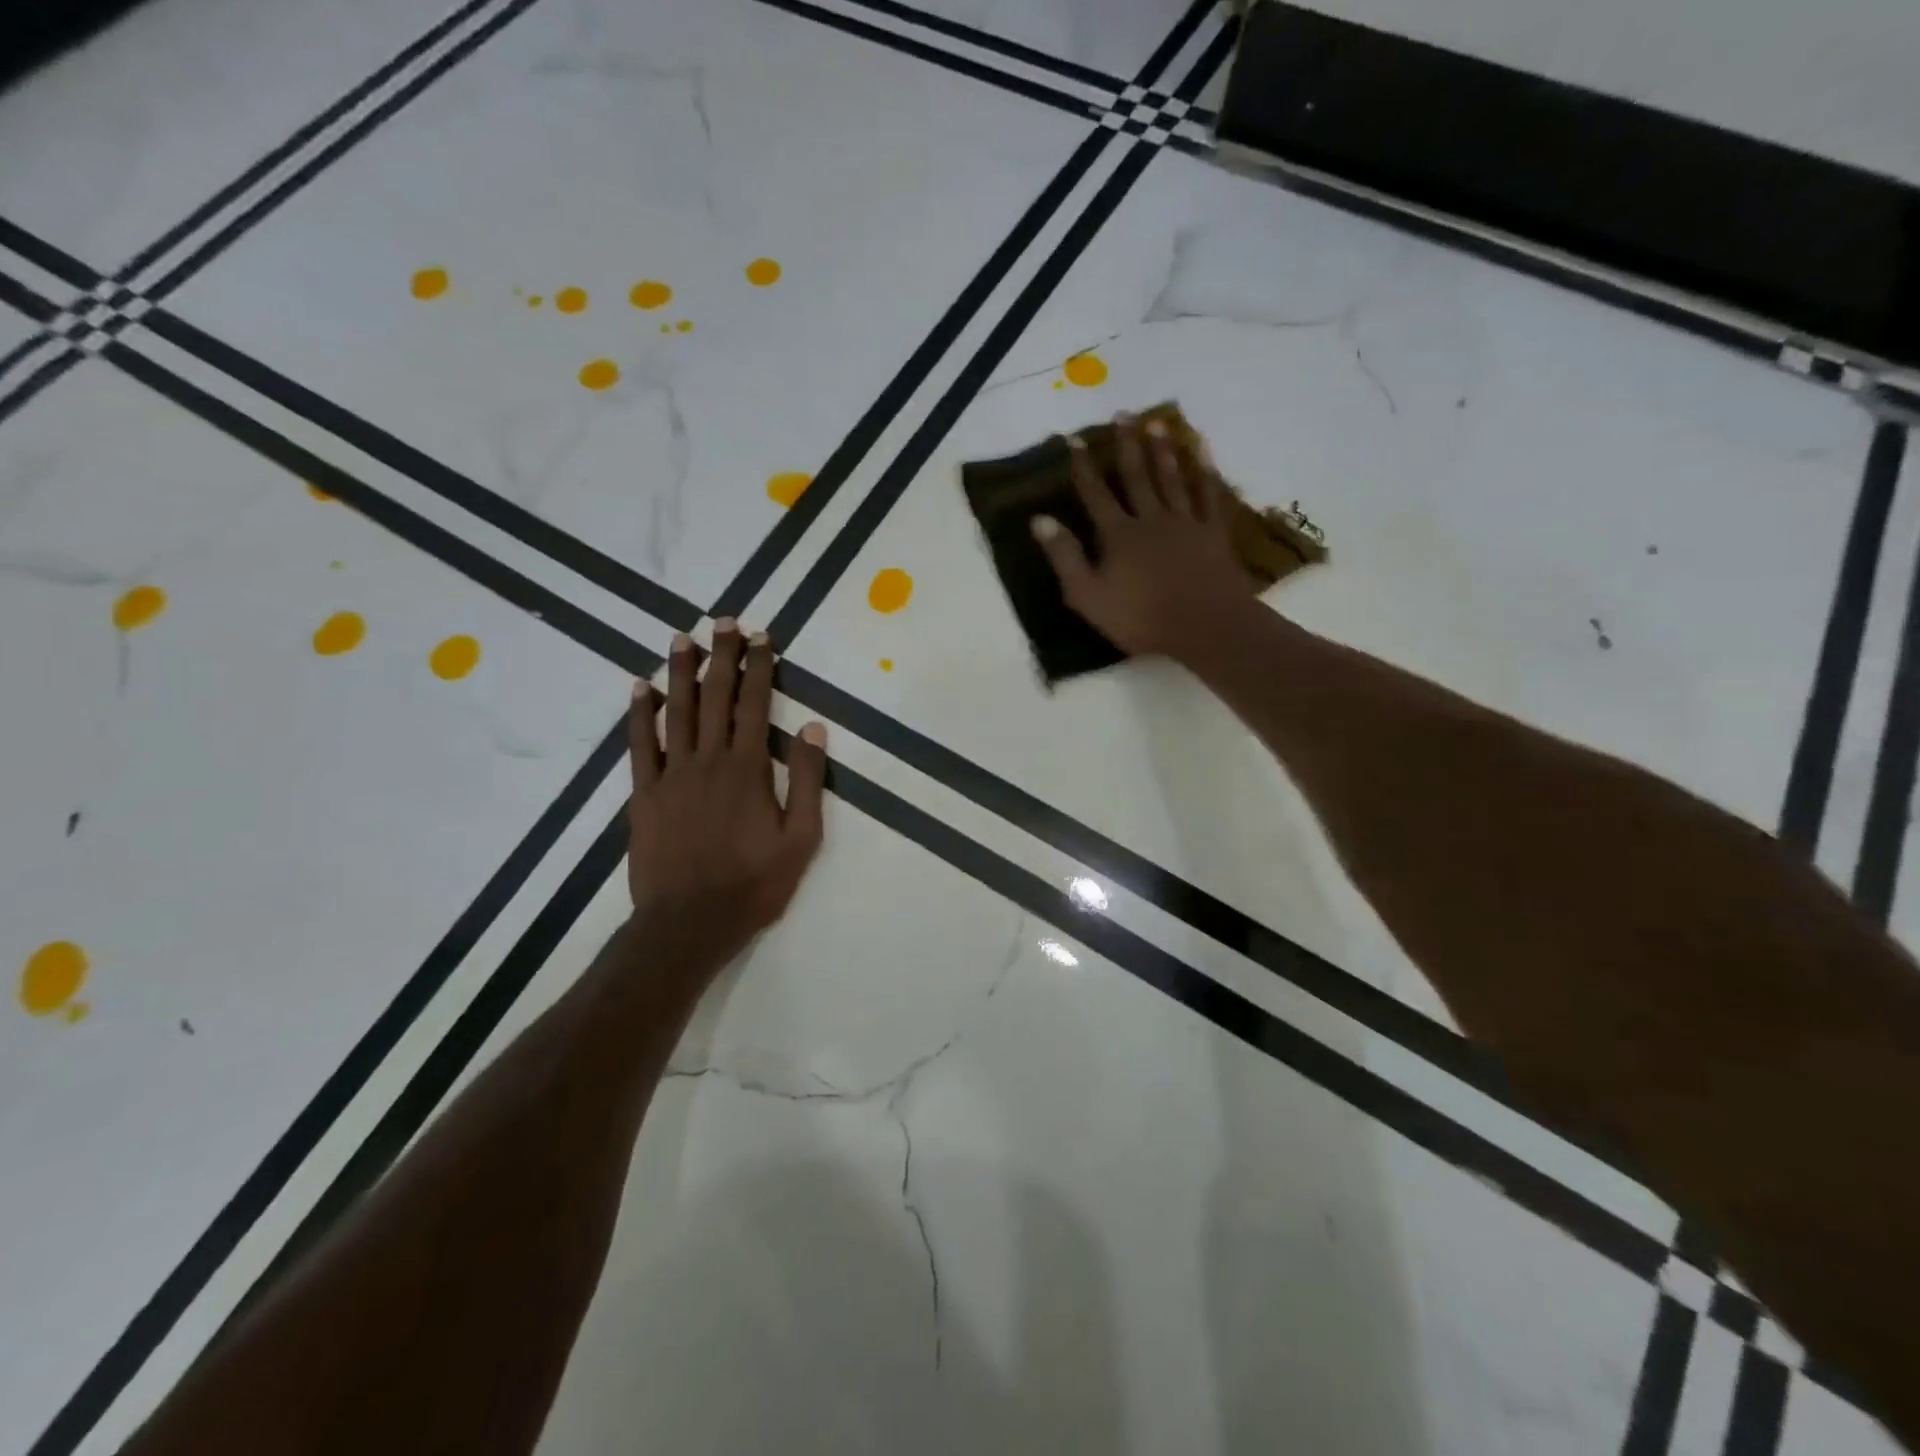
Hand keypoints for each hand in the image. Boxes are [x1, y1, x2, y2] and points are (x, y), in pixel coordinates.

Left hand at [627, 621, 827, 960]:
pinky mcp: (644, 793)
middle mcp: (708, 760)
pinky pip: (640, 744)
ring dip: (681, 671)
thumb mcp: (801, 839)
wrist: (689, 923)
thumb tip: (812, 726)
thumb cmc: (754, 884)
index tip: (762, 637)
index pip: (754, 704)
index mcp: (748, 768)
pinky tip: (640, 687)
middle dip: (722, 656)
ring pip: (676, 711)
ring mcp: (671, 775)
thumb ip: (806, 780)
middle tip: (725, 621)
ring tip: (684, 638)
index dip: (759, 668)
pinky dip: (639, 713)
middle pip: (715, 697)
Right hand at [1031, 414, 1253, 662]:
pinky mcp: (1212, 532)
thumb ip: (1065, 556)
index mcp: (1117, 535)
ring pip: (1171, 477)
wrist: (1204, 626)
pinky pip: (1208, 494)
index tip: (1074, 438)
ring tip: (1156, 422)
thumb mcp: (1088, 595)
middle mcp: (1150, 518)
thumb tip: (1039, 519)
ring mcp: (1184, 522)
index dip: (1083, 466)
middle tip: (1123, 413)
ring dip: (1163, 449)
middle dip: (1126, 444)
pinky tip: (1202, 449)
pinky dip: (1205, 470)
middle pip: (1136, 475)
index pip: (1095, 493)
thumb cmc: (1140, 619)